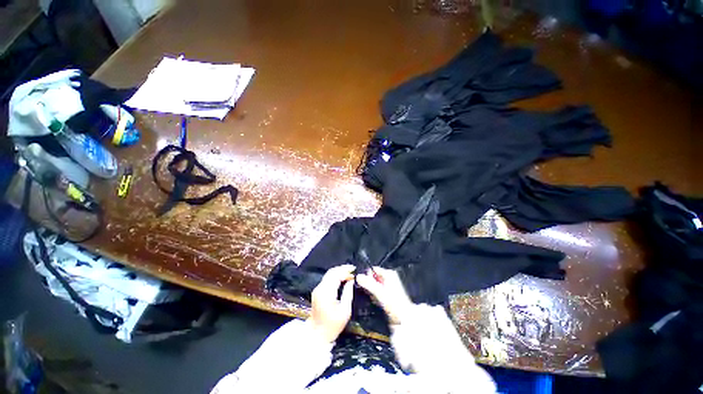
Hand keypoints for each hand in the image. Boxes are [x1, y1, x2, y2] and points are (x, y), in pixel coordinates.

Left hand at [308, 265, 354, 342]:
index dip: (345, 271)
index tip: (354, 270)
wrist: (317, 335)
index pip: (336, 275)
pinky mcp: (317, 292)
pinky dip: (335, 277)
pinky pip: (327, 279)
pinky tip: (342, 279)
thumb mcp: (345, 311)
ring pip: (328, 274)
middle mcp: (320, 288)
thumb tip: (351, 281)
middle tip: (352, 270)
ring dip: (338, 272)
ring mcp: (317, 289)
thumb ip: (348, 293)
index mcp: (326, 292)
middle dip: (342, 269)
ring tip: (349, 274)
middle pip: (331, 272)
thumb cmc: (333, 325)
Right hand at [356, 267, 412, 324]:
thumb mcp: (379, 292)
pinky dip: (376, 296)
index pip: (373, 269)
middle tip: (371, 293)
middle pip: (373, 278)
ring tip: (375, 299)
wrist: (404, 318)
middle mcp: (389, 278)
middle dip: (369, 285)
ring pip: (375, 286)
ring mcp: (389, 286)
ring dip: (372, 292)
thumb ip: (368, 283)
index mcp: (389, 273)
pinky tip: (377, 302)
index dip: (367, 276)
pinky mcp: (388, 294)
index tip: (363, 283)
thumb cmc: (395, 303)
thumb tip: (358, 276)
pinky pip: (378, 292)